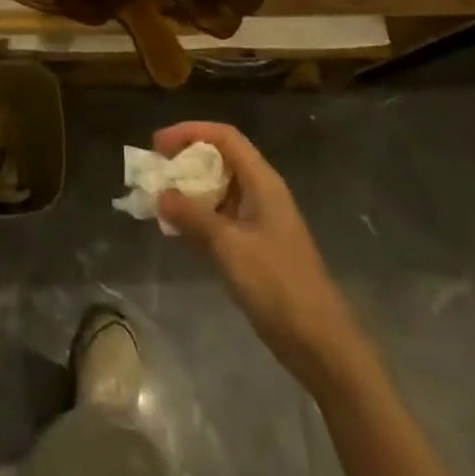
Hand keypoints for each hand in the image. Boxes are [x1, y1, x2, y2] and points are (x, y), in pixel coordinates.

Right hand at [154, 122, 358, 381]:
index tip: (157, 144)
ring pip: (219, 189)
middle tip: (154, 172)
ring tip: (157, 199)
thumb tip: (160, 194)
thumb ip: (193, 215)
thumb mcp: (230, 245)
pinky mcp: (256, 246)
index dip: (190, 132)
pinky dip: (197, 216)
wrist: (320, 343)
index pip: (224, 137)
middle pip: (221, 159)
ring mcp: (260, 220)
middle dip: (185, 160)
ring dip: (188, 190)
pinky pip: (221, 217)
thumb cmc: (278, 284)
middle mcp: (261, 193)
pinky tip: (176, 229)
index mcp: (262, 182)